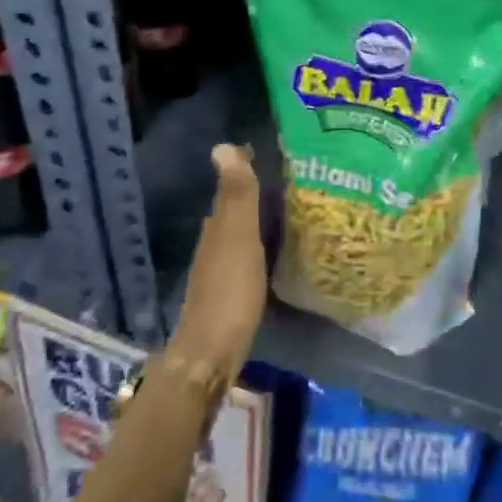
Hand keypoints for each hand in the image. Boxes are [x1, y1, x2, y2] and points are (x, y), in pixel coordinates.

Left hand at [170, 145, 266, 380]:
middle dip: (255, 191)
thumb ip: (236, 196)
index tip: (272, 151)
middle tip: (291, 176)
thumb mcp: (239, 238)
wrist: (210, 356)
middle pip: (233, 209)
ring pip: (239, 232)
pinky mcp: (228, 293)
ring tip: (289, 208)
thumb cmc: (229, 292)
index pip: (231, 186)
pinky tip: (275, 250)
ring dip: (257, 218)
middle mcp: (213, 243)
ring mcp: (218, 270)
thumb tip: (223, 145)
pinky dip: (258, 244)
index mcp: (217, 227)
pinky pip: (245, 255)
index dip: (246, 167)